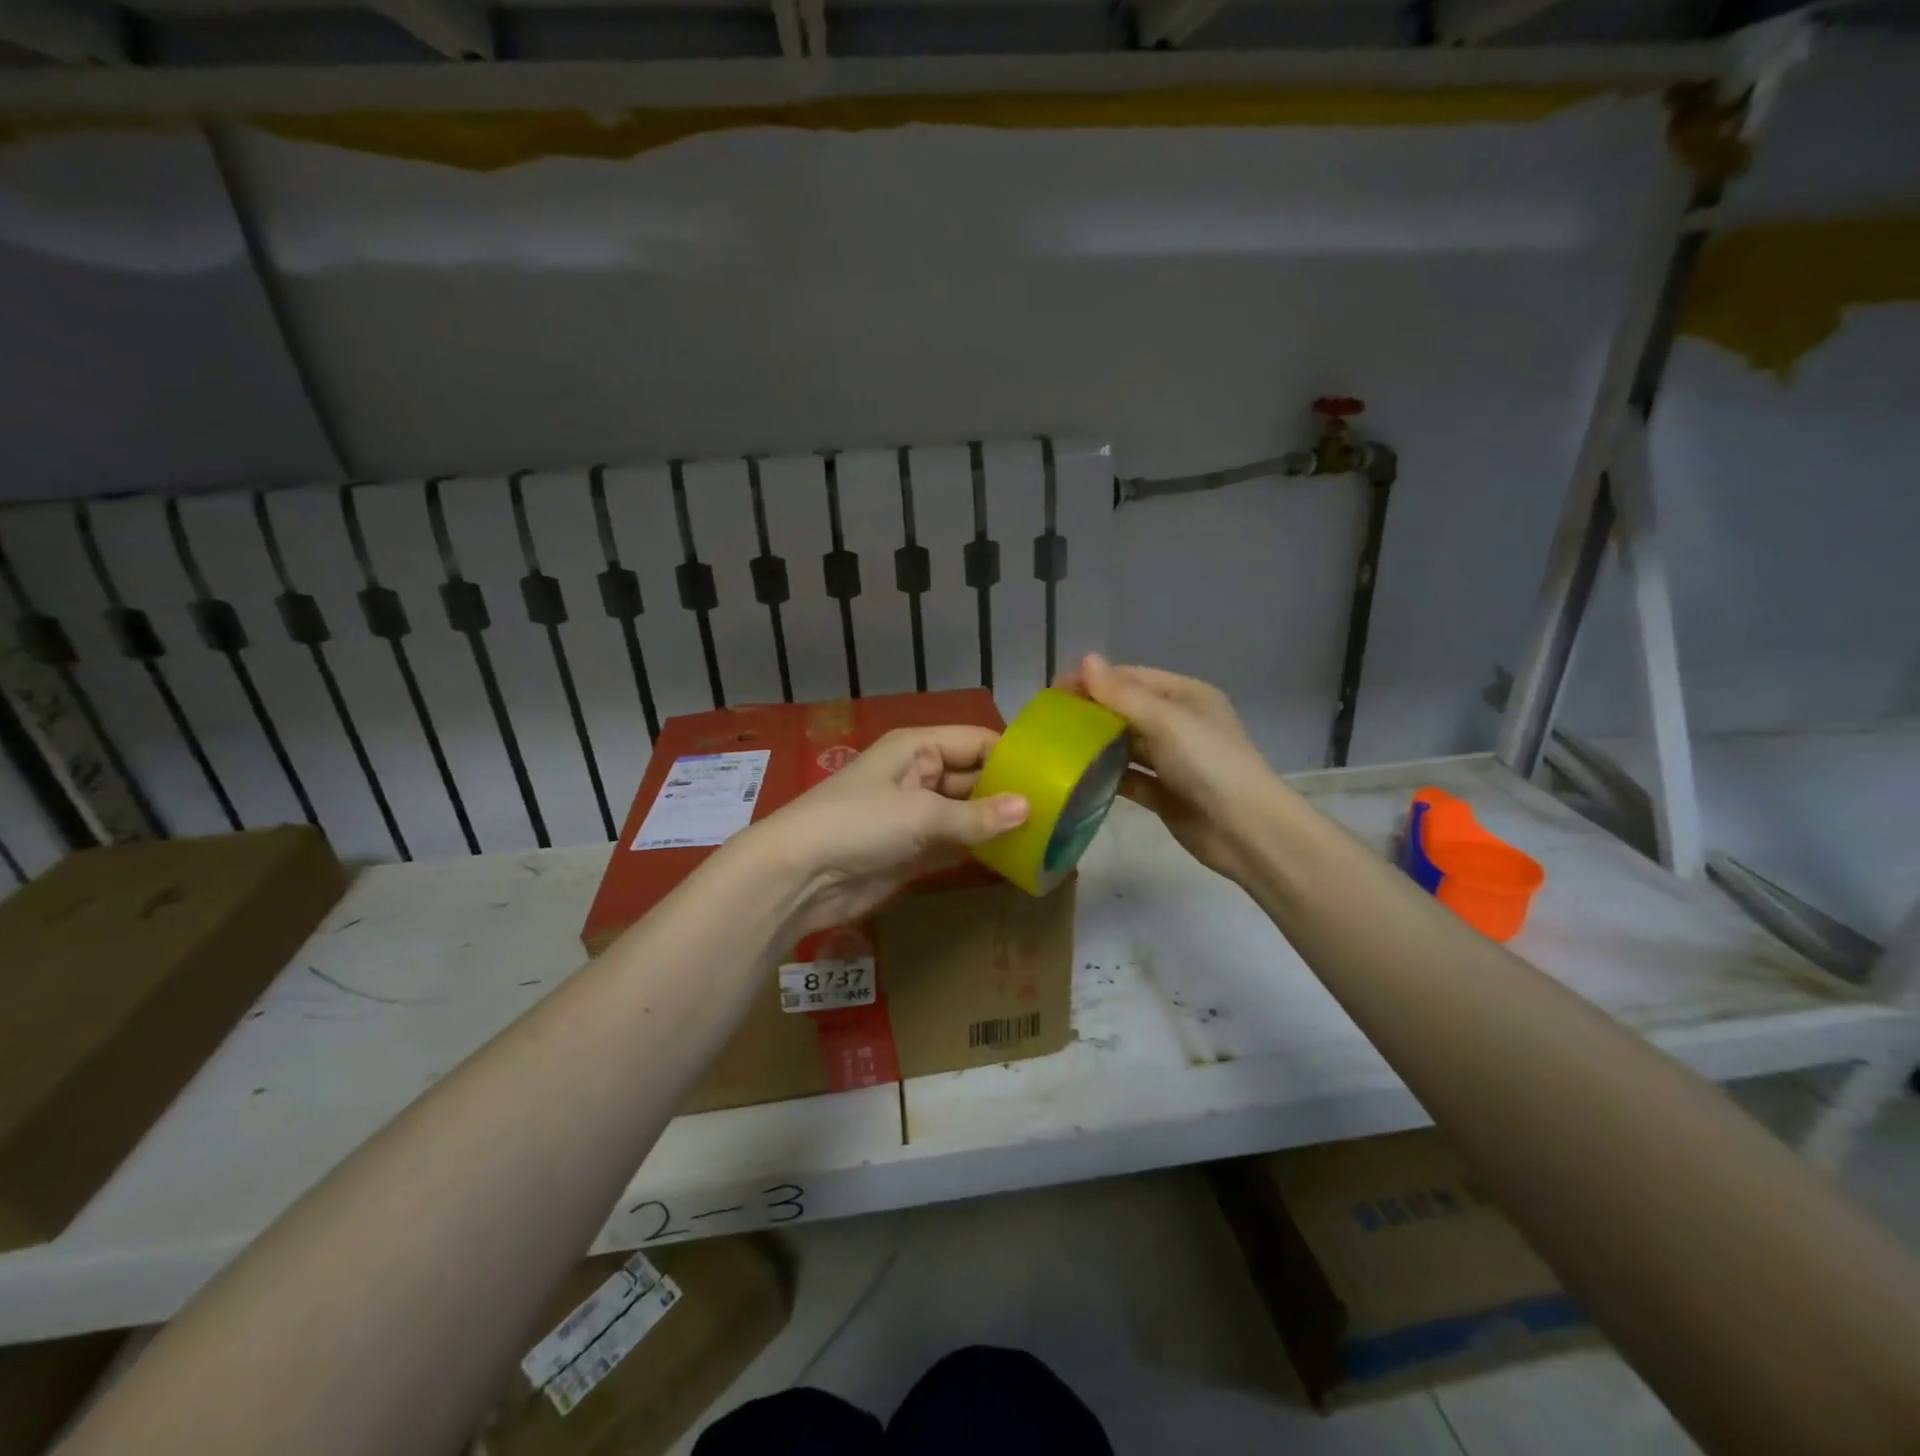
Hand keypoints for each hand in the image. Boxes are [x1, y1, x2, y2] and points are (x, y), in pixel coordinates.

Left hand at [740, 726, 1028, 934]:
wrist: (798, 877)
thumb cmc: (858, 825)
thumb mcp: (920, 813)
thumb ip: (976, 815)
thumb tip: (1030, 809)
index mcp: (918, 748)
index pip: (977, 741)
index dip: (1013, 756)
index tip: (1056, 776)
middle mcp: (920, 775)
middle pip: (975, 778)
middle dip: (1011, 795)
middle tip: (1062, 814)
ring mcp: (916, 815)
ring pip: (968, 815)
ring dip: (998, 826)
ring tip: (1048, 839)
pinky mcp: (912, 852)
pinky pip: (955, 845)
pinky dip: (980, 852)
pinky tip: (1015, 862)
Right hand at [1055, 655, 1282, 887]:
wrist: (1244, 830)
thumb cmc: (1208, 763)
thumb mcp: (1164, 720)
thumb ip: (1121, 694)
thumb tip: (1086, 659)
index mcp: (1185, 696)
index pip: (1131, 678)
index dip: (1094, 681)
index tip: (1054, 690)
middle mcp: (1179, 724)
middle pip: (1126, 711)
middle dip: (1091, 713)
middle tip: (1048, 721)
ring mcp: (1171, 761)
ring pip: (1125, 746)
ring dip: (1095, 746)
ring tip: (1054, 748)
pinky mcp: (1163, 793)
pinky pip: (1128, 779)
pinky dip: (1106, 777)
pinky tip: (1075, 779)